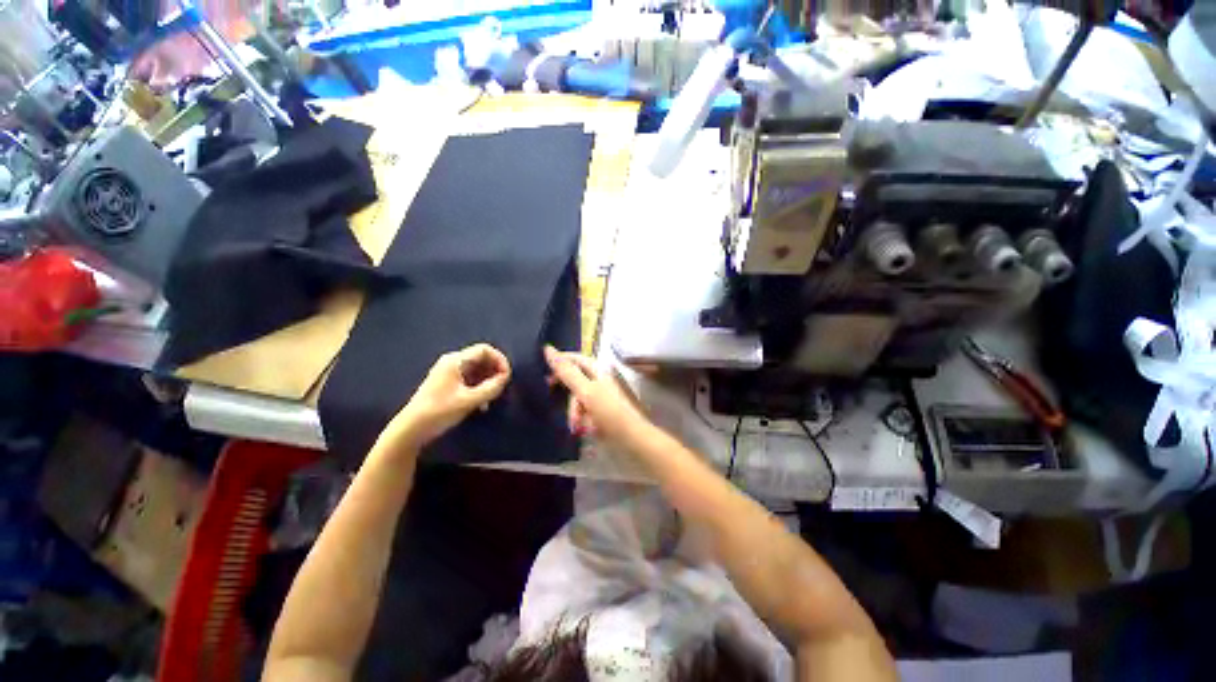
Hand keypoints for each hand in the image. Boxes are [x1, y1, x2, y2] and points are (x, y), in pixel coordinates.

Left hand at [377, 344, 510, 456]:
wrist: (410, 430)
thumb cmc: (439, 412)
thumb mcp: (469, 400)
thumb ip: (490, 388)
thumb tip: (505, 378)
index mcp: (455, 361)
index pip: (484, 349)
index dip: (500, 360)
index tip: (507, 376)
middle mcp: (452, 362)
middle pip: (481, 358)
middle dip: (495, 371)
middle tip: (502, 387)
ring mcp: (449, 373)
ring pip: (477, 370)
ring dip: (488, 381)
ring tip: (493, 397)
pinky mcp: (448, 384)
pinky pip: (470, 379)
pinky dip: (480, 388)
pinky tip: (482, 405)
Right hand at [544, 345, 649, 450]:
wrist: (633, 441)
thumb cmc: (610, 413)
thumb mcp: (586, 391)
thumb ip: (567, 371)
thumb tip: (548, 348)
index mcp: (599, 370)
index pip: (575, 359)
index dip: (559, 363)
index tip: (545, 377)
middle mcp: (600, 379)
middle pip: (575, 380)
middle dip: (567, 395)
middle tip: (557, 401)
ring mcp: (601, 396)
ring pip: (578, 398)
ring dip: (574, 411)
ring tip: (577, 425)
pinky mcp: (601, 412)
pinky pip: (584, 411)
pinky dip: (581, 419)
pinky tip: (583, 430)